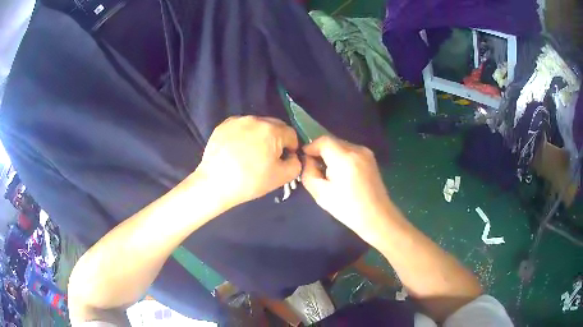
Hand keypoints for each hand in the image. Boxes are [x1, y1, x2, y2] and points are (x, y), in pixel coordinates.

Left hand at [195, 116, 300, 207]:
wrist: (215, 183)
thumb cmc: (250, 181)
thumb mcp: (281, 177)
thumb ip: (296, 164)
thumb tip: (292, 156)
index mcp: (272, 130)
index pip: (291, 133)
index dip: (291, 147)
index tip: (285, 159)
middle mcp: (255, 119)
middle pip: (274, 126)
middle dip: (277, 139)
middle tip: (269, 156)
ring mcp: (237, 121)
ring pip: (257, 125)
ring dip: (260, 135)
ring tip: (252, 153)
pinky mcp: (223, 125)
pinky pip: (241, 127)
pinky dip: (244, 135)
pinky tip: (238, 150)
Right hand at [301, 136, 393, 244]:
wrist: (377, 217)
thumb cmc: (348, 209)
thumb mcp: (321, 194)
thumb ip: (309, 173)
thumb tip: (308, 160)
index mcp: (345, 158)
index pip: (323, 140)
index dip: (311, 147)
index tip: (305, 159)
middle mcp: (357, 150)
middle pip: (332, 141)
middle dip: (321, 152)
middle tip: (315, 169)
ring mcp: (366, 153)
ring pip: (341, 146)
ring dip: (331, 155)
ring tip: (328, 173)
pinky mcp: (370, 158)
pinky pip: (350, 151)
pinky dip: (341, 158)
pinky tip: (341, 174)